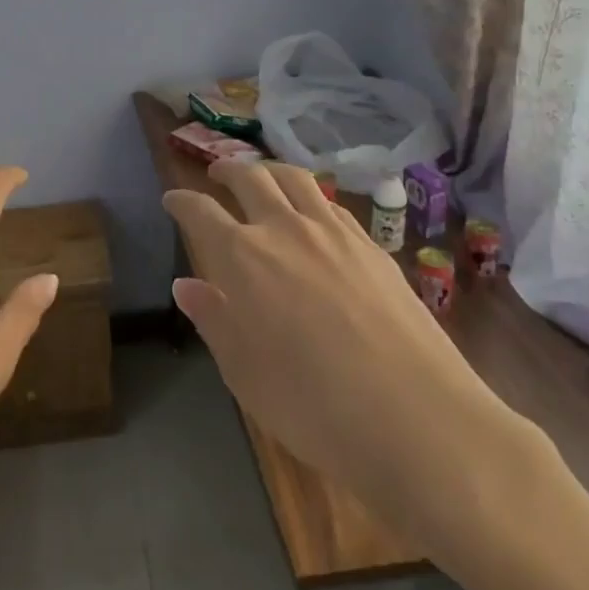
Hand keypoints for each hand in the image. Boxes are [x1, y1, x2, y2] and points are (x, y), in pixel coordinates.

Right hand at [164, 162, 535, 571]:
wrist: (417, 419)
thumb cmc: (313, 405)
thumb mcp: (244, 372)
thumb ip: (213, 319)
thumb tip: (186, 285)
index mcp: (243, 256)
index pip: (200, 211)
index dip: (181, 202)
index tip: (171, 200)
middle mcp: (285, 228)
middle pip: (250, 177)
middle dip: (226, 170)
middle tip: (215, 175)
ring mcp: (335, 232)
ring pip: (295, 179)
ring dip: (270, 171)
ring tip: (263, 179)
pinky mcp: (373, 246)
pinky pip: (332, 205)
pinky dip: (310, 199)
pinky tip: (314, 218)